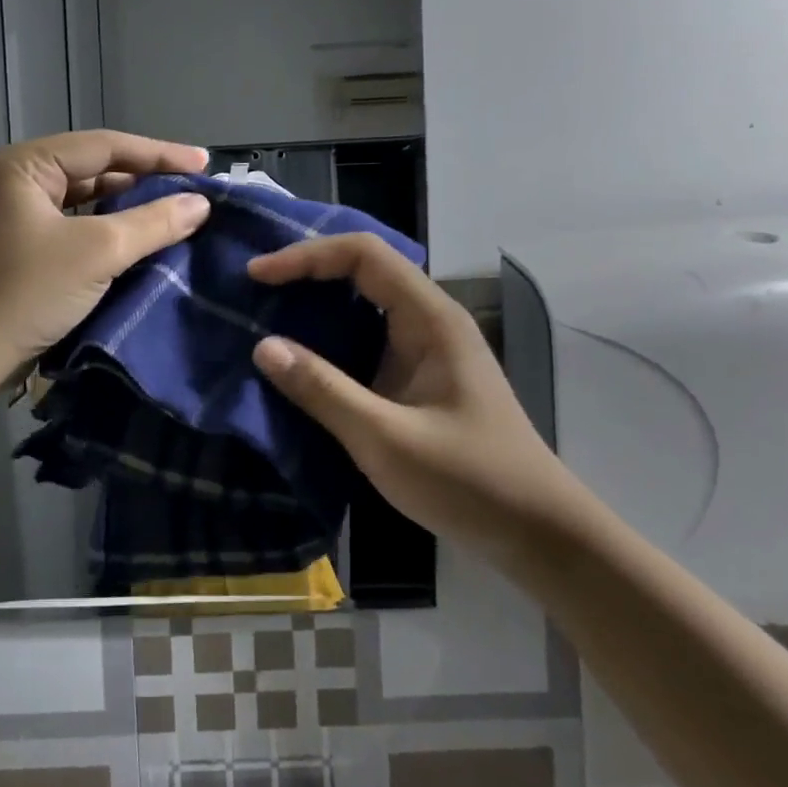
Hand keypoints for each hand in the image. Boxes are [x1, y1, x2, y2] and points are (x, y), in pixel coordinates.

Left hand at [0, 130, 212, 369]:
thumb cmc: (26, 291)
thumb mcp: (98, 252)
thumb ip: (153, 223)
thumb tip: (201, 205)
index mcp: (26, 165)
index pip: (105, 146)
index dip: (160, 154)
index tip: (206, 164)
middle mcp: (19, 180)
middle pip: (96, 169)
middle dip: (146, 179)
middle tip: (195, 189)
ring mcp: (19, 215)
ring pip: (87, 200)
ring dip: (130, 206)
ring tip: (177, 211)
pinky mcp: (24, 247)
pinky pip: (78, 226)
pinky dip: (111, 230)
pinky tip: (142, 239)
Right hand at [248, 234, 590, 550]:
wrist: (536, 531)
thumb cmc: (468, 480)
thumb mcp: (385, 438)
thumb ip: (323, 390)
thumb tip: (263, 346)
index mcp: (430, 318)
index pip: (363, 255)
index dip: (306, 256)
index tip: (257, 276)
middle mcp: (428, 321)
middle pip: (363, 270)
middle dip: (307, 272)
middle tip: (252, 290)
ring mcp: (425, 350)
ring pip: (363, 305)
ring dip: (315, 306)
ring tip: (262, 316)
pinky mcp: (417, 378)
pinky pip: (366, 341)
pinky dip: (328, 340)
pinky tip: (298, 360)